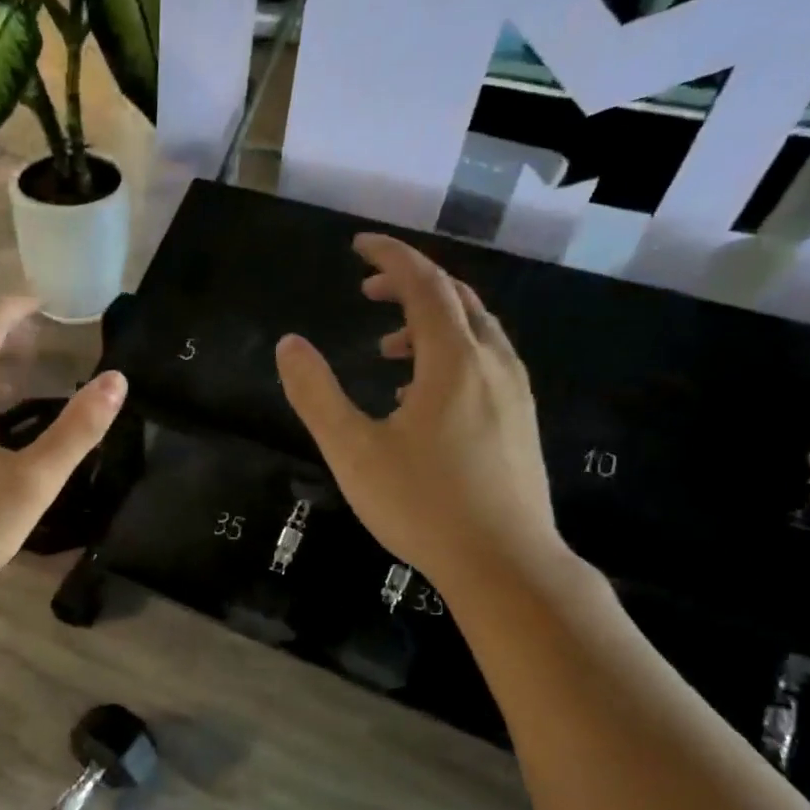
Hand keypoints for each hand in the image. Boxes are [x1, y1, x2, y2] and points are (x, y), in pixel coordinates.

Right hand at [275, 234, 564, 594]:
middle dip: (411, 285)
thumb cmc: (422, 505)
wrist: (505, 564)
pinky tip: (423, 395)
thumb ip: (316, 394)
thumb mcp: (352, 450)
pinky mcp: (520, 422)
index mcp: (454, 360)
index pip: (424, 285)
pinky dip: (450, 354)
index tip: (358, 246)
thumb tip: (289, 344)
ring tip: (386, 348)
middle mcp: (493, 364)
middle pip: (457, 299)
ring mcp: (514, 393)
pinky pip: (486, 362)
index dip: (391, 258)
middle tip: (367, 291)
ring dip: (431, 322)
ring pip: (476, 331)